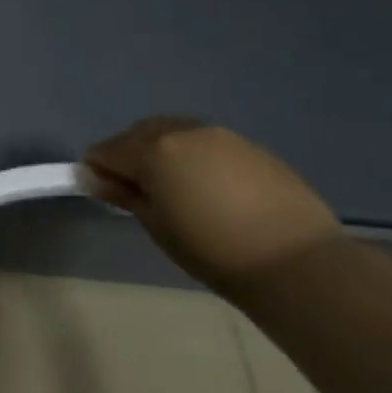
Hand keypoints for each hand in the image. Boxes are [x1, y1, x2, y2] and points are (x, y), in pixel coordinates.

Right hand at [82, 117, 342, 293]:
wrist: (296, 261)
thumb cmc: (212, 249)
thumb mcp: (157, 225)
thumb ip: (124, 194)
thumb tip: (95, 178)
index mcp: (153, 149)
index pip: (106, 150)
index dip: (97, 170)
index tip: (103, 192)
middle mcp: (183, 130)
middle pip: (138, 133)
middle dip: (128, 154)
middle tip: (135, 190)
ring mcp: (220, 135)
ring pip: (173, 132)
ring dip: (161, 151)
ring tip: (172, 187)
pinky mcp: (249, 145)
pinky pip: (205, 142)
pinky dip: (193, 156)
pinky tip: (206, 187)